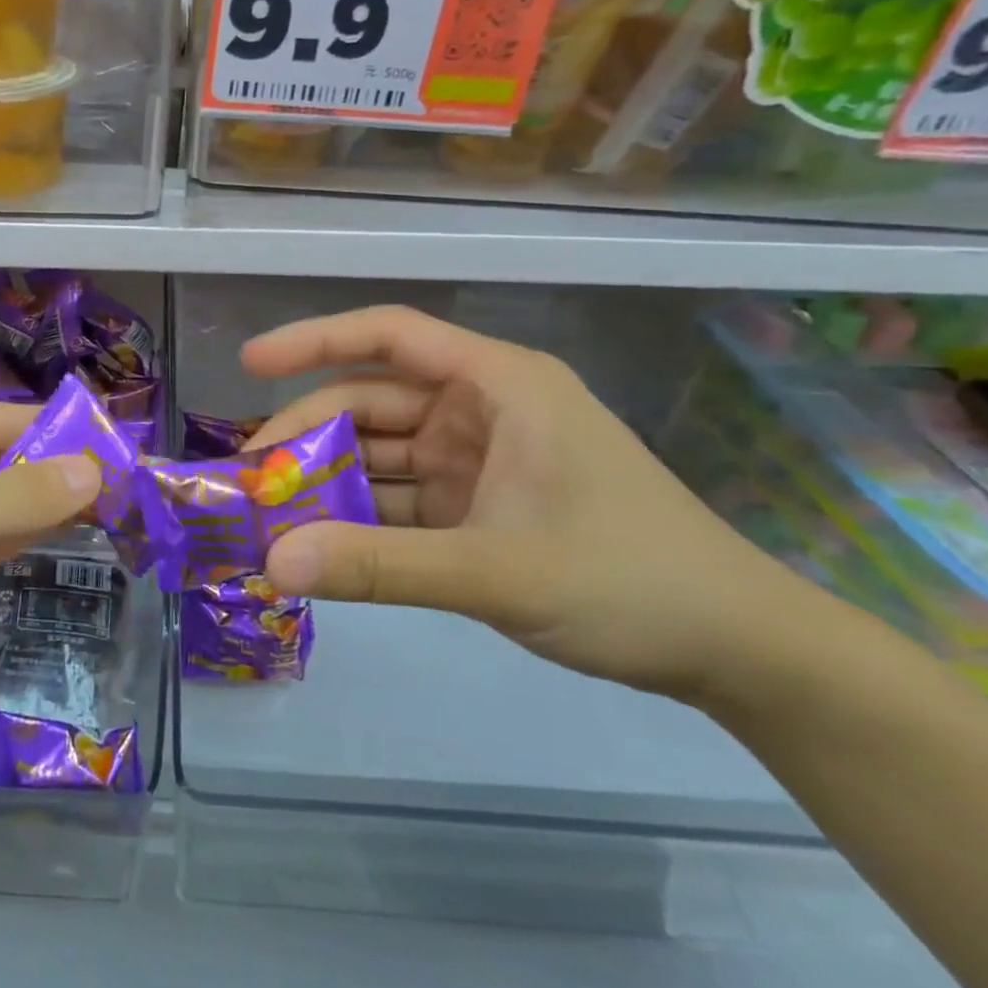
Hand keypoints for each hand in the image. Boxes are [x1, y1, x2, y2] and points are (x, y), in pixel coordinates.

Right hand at [245, 306, 814, 704]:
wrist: (740, 651)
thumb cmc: (629, 580)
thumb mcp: (494, 571)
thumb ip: (379, 567)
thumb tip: (273, 564)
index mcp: (499, 386)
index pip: (391, 337)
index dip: (314, 341)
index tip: (250, 364)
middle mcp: (482, 410)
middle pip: (372, 402)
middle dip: (307, 434)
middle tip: (246, 476)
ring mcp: (480, 460)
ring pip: (381, 454)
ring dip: (329, 481)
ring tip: (267, 514)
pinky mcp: (479, 507)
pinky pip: (401, 499)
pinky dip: (361, 518)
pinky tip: (318, 543)